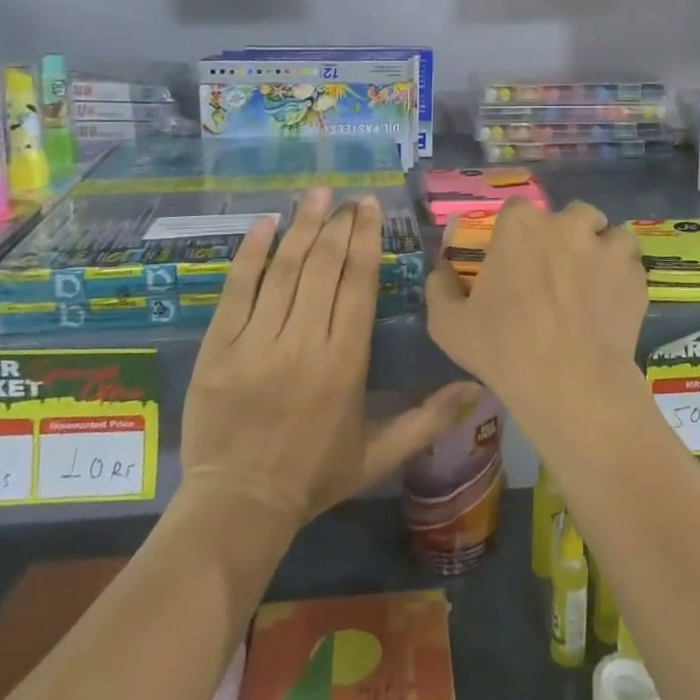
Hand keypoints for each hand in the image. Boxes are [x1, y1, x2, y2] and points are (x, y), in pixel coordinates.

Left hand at [180, 189, 482, 527]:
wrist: (239, 505)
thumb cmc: (315, 475)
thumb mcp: (380, 453)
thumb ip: (430, 418)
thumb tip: (481, 388)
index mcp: (345, 361)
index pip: (358, 284)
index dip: (366, 240)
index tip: (370, 208)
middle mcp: (304, 342)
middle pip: (323, 267)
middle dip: (338, 225)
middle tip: (347, 197)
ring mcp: (256, 342)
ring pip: (284, 270)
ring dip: (302, 227)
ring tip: (315, 194)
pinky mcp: (218, 348)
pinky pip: (237, 290)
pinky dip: (251, 254)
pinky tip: (264, 224)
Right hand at [426, 200, 648, 430]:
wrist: (572, 384)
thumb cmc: (504, 349)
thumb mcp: (448, 324)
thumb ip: (439, 288)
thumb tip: (442, 270)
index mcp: (521, 226)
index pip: (517, 210)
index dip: (516, 234)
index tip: (515, 260)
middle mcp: (568, 224)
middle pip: (572, 215)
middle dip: (566, 234)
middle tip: (556, 272)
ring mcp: (608, 247)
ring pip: (608, 234)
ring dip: (600, 250)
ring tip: (591, 283)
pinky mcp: (636, 275)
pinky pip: (630, 265)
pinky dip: (622, 277)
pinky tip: (611, 305)